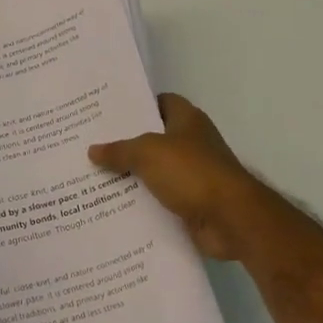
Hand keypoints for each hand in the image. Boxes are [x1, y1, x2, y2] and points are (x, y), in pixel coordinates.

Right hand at [88, 94, 267, 260]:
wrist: (231, 219)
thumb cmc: (192, 172)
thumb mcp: (148, 153)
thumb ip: (120, 150)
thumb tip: (93, 150)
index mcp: (187, 120)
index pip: (161, 102)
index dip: (137, 105)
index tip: (107, 112)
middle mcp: (192, 144)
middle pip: (154, 139)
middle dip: (126, 144)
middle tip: (91, 146)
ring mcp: (193, 175)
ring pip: (155, 172)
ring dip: (131, 177)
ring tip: (93, 177)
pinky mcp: (192, 204)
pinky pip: (160, 200)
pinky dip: (142, 204)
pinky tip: (113, 207)